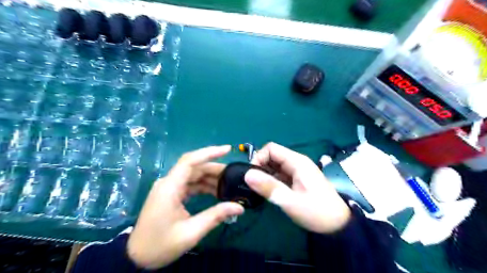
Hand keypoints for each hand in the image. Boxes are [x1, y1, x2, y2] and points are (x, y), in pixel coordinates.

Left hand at [128, 146, 245, 269]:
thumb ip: (216, 216)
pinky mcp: (171, 194)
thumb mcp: (191, 232)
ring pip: (194, 175)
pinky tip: (217, 192)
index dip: (209, 152)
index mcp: (170, 188)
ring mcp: (169, 188)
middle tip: (234, 175)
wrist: (137, 258)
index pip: (190, 161)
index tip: (227, 149)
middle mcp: (169, 183)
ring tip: (229, 184)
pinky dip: (204, 186)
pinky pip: (190, 184)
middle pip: (195, 168)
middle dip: (215, 169)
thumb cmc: (161, 245)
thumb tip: (239, 208)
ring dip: (211, 178)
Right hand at [244, 142, 349, 232]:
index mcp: (297, 162)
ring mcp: (297, 171)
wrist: (338, 225)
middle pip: (272, 156)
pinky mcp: (297, 180)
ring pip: (275, 166)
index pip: (271, 149)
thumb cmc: (317, 212)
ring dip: (265, 175)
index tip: (251, 175)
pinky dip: (271, 181)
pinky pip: (280, 175)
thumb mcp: (291, 201)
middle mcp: (297, 163)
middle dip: (260, 167)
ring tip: (258, 190)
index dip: (258, 158)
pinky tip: (268, 192)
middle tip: (253, 185)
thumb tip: (247, 174)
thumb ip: (269, 187)